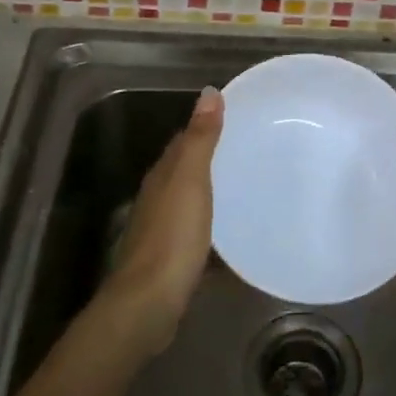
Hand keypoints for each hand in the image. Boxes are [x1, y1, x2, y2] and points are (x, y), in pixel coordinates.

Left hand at [101, 87, 223, 356]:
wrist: (148, 303)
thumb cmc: (172, 237)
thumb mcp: (190, 181)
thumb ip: (200, 139)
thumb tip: (208, 92)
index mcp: (162, 176)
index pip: (182, 141)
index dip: (205, 127)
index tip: (235, 118)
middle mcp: (157, 198)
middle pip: (184, 170)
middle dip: (210, 158)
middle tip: (248, 150)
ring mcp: (162, 230)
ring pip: (189, 200)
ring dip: (211, 191)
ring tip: (246, 186)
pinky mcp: (171, 259)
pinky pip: (195, 231)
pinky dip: (212, 224)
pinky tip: (231, 230)